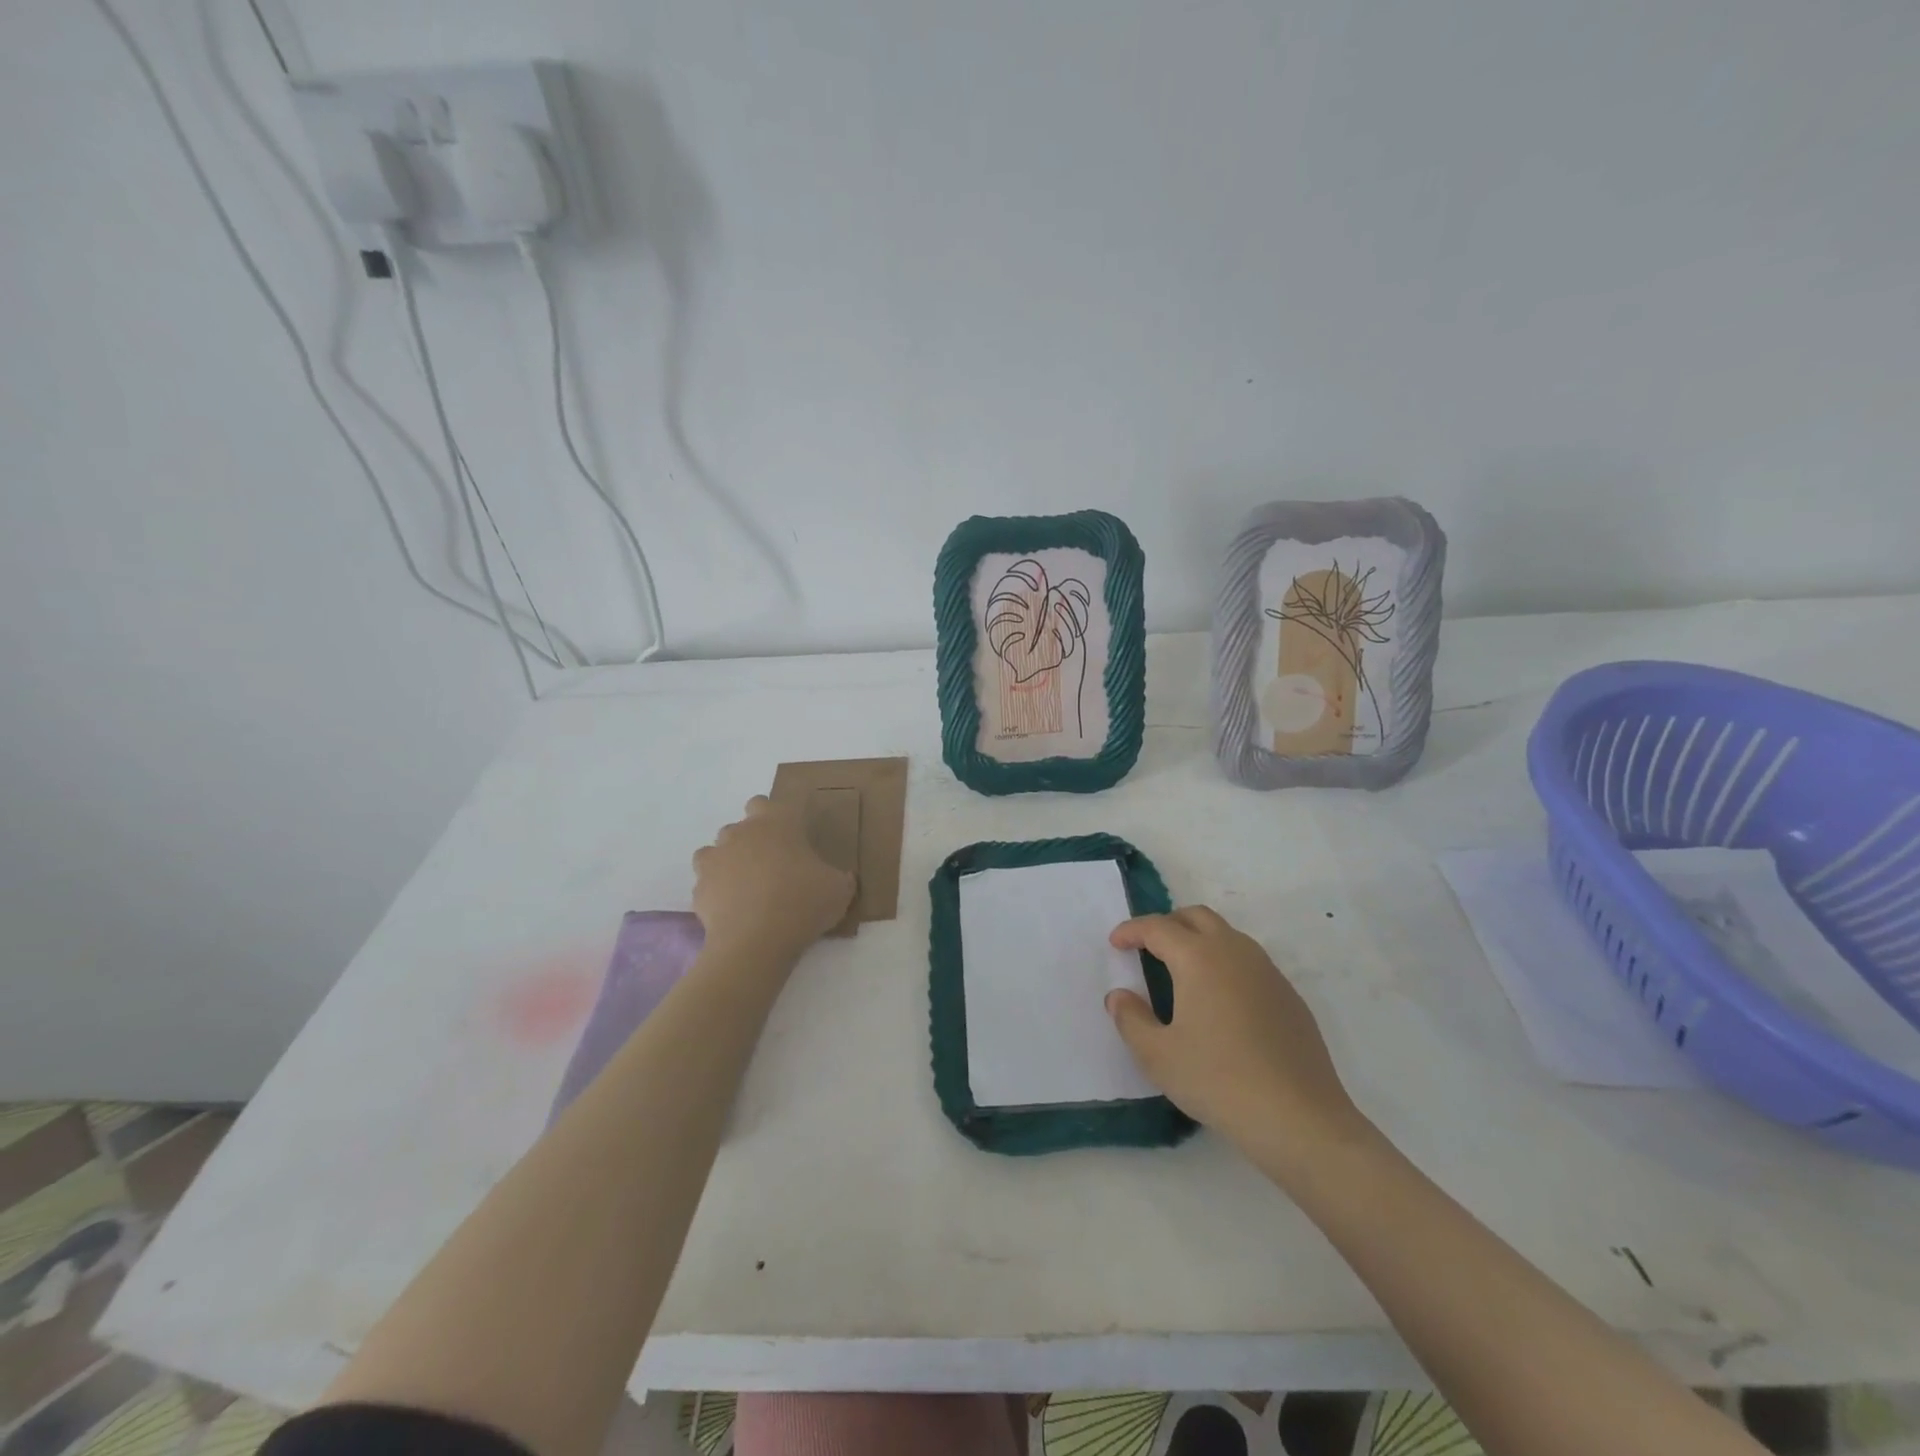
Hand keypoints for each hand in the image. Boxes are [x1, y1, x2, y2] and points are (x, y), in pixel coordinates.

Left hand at [691, 797, 854, 957]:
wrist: (756, 941)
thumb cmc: (802, 903)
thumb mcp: (840, 890)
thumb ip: (841, 878)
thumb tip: (844, 878)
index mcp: (776, 822)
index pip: (767, 802)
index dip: (775, 818)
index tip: (790, 838)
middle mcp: (741, 832)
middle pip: (740, 825)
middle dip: (752, 840)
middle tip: (772, 865)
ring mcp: (715, 859)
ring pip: (716, 850)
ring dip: (729, 862)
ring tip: (748, 887)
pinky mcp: (699, 887)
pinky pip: (707, 882)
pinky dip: (716, 891)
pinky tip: (732, 908)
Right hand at [1106, 906, 1370, 1174]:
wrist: (1299, 1118)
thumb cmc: (1218, 1080)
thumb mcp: (1158, 1056)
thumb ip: (1131, 1019)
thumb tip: (1119, 997)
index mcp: (1198, 958)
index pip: (1158, 928)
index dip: (1132, 931)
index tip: (1116, 943)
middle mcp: (1235, 952)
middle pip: (1197, 917)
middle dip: (1168, 925)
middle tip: (1147, 949)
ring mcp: (1267, 972)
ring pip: (1227, 936)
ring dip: (1199, 941)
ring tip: (1182, 974)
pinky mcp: (1289, 996)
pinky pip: (1249, 963)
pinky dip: (1225, 965)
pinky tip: (1220, 1003)